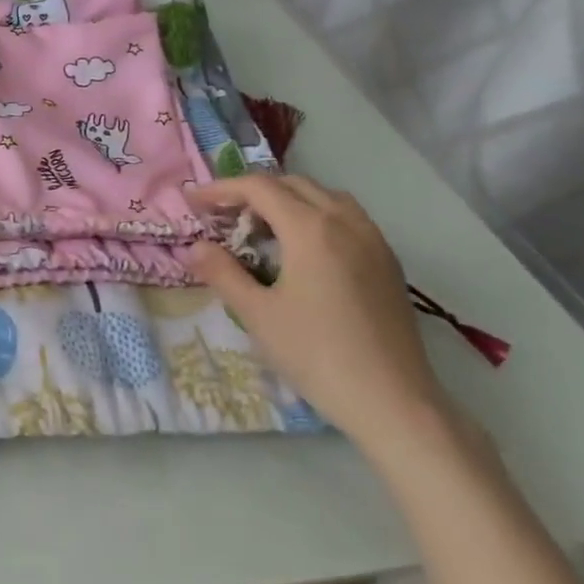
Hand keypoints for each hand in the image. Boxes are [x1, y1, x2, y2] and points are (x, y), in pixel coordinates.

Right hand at [188, 174, 450, 449]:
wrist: (390, 399)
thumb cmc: (315, 354)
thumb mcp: (257, 314)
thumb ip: (223, 273)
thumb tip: (195, 247)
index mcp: (311, 229)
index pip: (259, 188)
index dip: (222, 189)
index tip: (193, 201)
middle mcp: (345, 221)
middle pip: (293, 185)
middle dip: (253, 192)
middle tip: (223, 216)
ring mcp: (373, 239)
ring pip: (325, 197)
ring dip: (287, 200)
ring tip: (262, 228)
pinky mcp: (387, 261)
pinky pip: (347, 217)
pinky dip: (316, 216)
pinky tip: (303, 249)